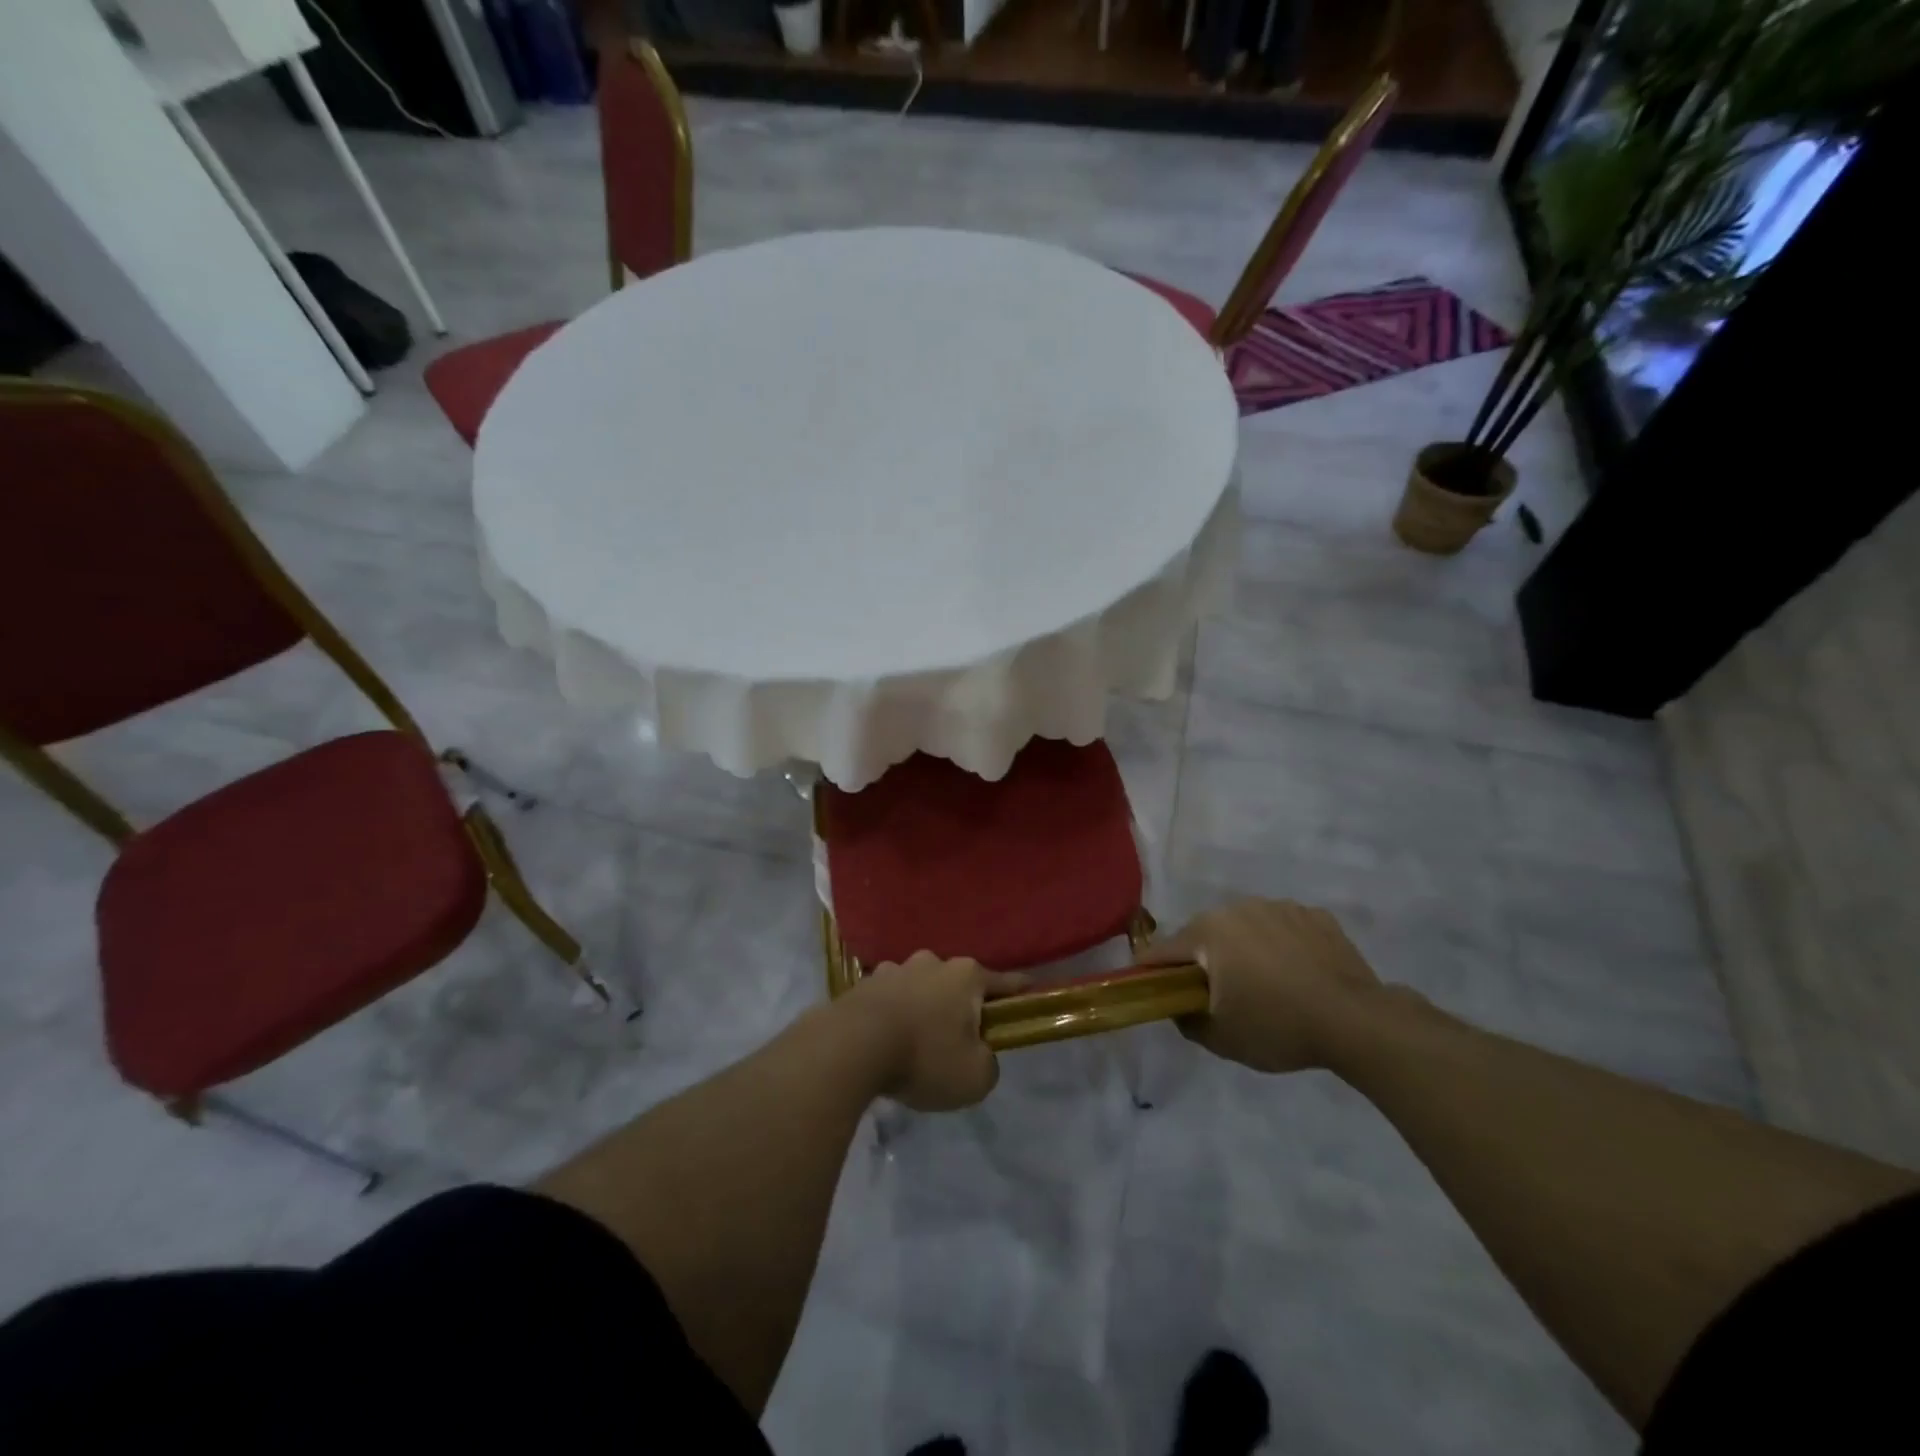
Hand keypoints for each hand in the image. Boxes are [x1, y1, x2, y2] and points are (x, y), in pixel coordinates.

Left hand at [843, 953, 1029, 1110]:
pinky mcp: (864, 984)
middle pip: (957, 984)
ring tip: (916, 1043)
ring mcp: (895, 969)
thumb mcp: (975, 1077)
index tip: (1031, 991)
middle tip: (959, 1039)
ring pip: (920, 988)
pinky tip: (887, 1041)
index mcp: (966, 976)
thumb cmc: (925, 1057)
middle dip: (961, 1005)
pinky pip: (889, 1000)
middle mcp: (933, 963)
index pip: (1004, 982)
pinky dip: (893, 1015)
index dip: (1019, 991)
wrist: (852, 1047)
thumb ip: (988, 1064)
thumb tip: (979, 1054)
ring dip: (923, 1008)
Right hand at [1136, 899, 1382, 1072]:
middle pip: (1206, 936)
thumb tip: (1179, 1007)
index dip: (1152, 972)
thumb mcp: (1221, 1038)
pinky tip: (1299, 975)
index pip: (1163, 950)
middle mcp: (1238, 908)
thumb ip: (1187, 1020)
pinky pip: (1284, 929)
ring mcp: (1280, 907)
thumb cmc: (1279, 1026)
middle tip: (1219, 996)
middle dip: (1204, 961)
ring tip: (1266, 987)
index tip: (1153, 990)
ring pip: (1246, 929)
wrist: (1357, 1021)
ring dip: (1245, 951)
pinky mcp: (1315, 916)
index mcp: (1208, 932)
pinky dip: (1282, 947)